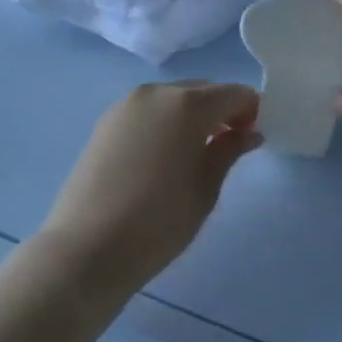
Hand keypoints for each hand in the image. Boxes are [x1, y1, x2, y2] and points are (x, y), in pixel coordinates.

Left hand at [40, 81, 261, 297]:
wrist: (86, 250)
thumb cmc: (158, 222)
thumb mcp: (205, 189)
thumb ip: (229, 151)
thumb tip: (249, 133)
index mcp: (187, 104)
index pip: (233, 94)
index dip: (251, 110)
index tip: (256, 137)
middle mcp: (157, 93)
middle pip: (202, 91)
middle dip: (222, 110)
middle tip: (230, 144)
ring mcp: (126, 105)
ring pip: (173, 99)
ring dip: (192, 115)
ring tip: (197, 153)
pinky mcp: (106, 122)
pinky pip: (149, 111)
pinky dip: (165, 122)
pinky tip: (165, 155)